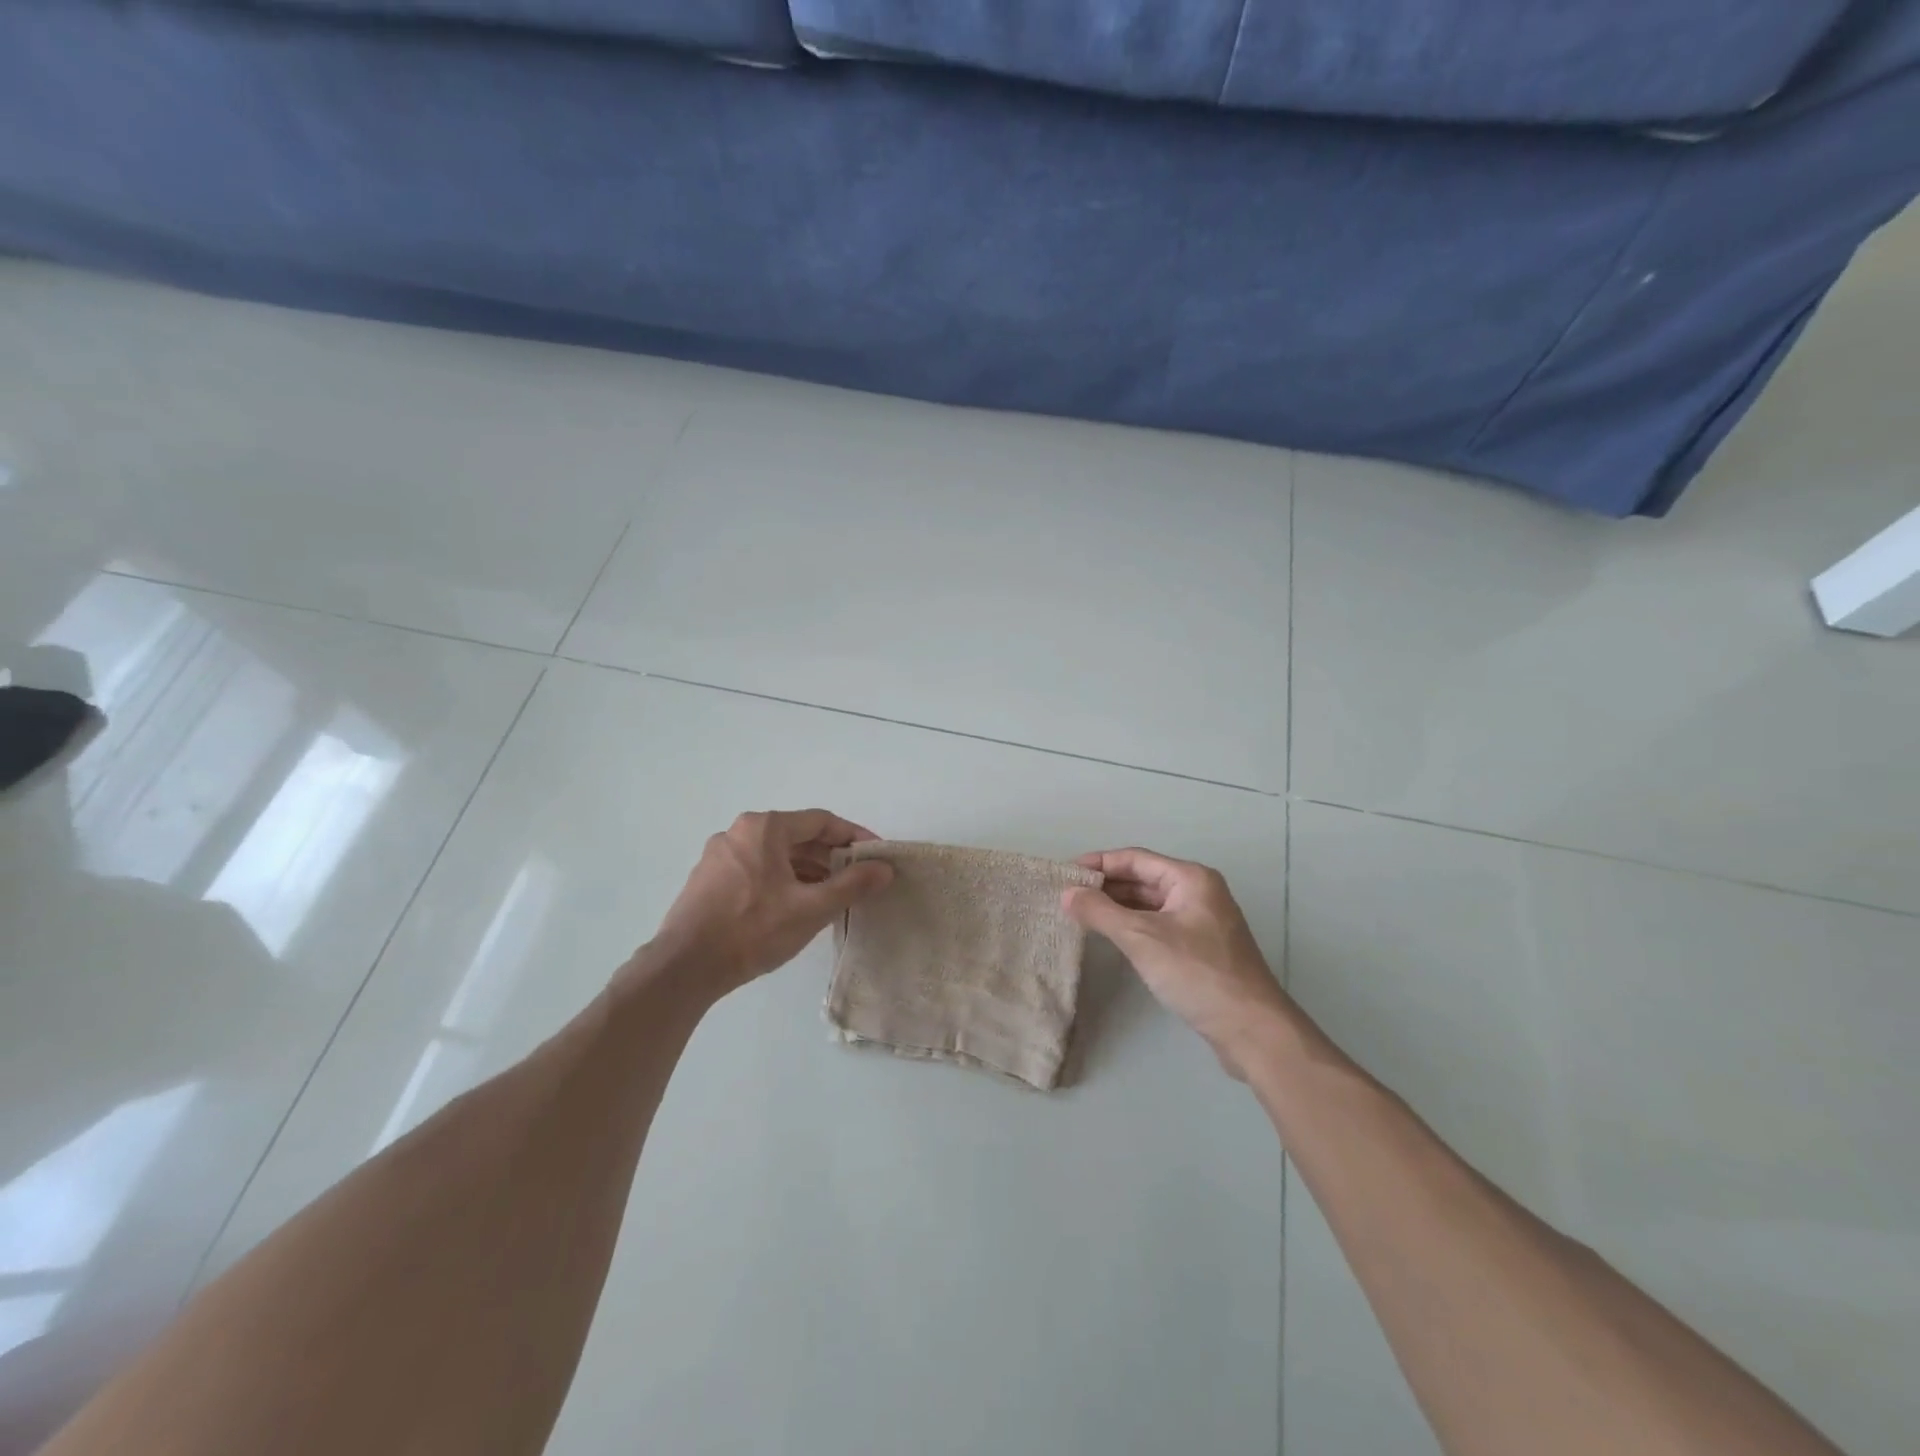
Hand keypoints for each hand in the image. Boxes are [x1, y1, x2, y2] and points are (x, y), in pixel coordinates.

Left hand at [641, 810, 893, 1000]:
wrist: (684, 968)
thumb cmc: (753, 930)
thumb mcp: (811, 908)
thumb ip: (852, 884)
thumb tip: (884, 868)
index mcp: (765, 827)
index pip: (821, 821)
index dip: (854, 836)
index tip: (875, 856)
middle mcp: (740, 831)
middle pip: (798, 836)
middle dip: (831, 856)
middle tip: (858, 879)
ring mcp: (719, 855)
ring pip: (776, 855)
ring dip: (808, 871)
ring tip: (832, 896)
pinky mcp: (708, 879)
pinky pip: (756, 869)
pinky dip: (782, 880)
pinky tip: (795, 906)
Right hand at [1063, 849, 1293, 1078]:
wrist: (1251, 1028)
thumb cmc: (1197, 973)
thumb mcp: (1142, 938)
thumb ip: (1101, 912)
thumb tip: (1067, 893)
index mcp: (1190, 878)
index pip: (1135, 859)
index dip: (1098, 863)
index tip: (1064, 874)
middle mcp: (1198, 892)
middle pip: (1143, 879)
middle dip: (1105, 886)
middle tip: (1067, 896)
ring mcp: (1201, 921)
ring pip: (1150, 904)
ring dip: (1117, 907)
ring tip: (1080, 914)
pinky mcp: (1201, 948)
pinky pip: (1158, 925)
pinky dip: (1133, 926)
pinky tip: (1110, 936)